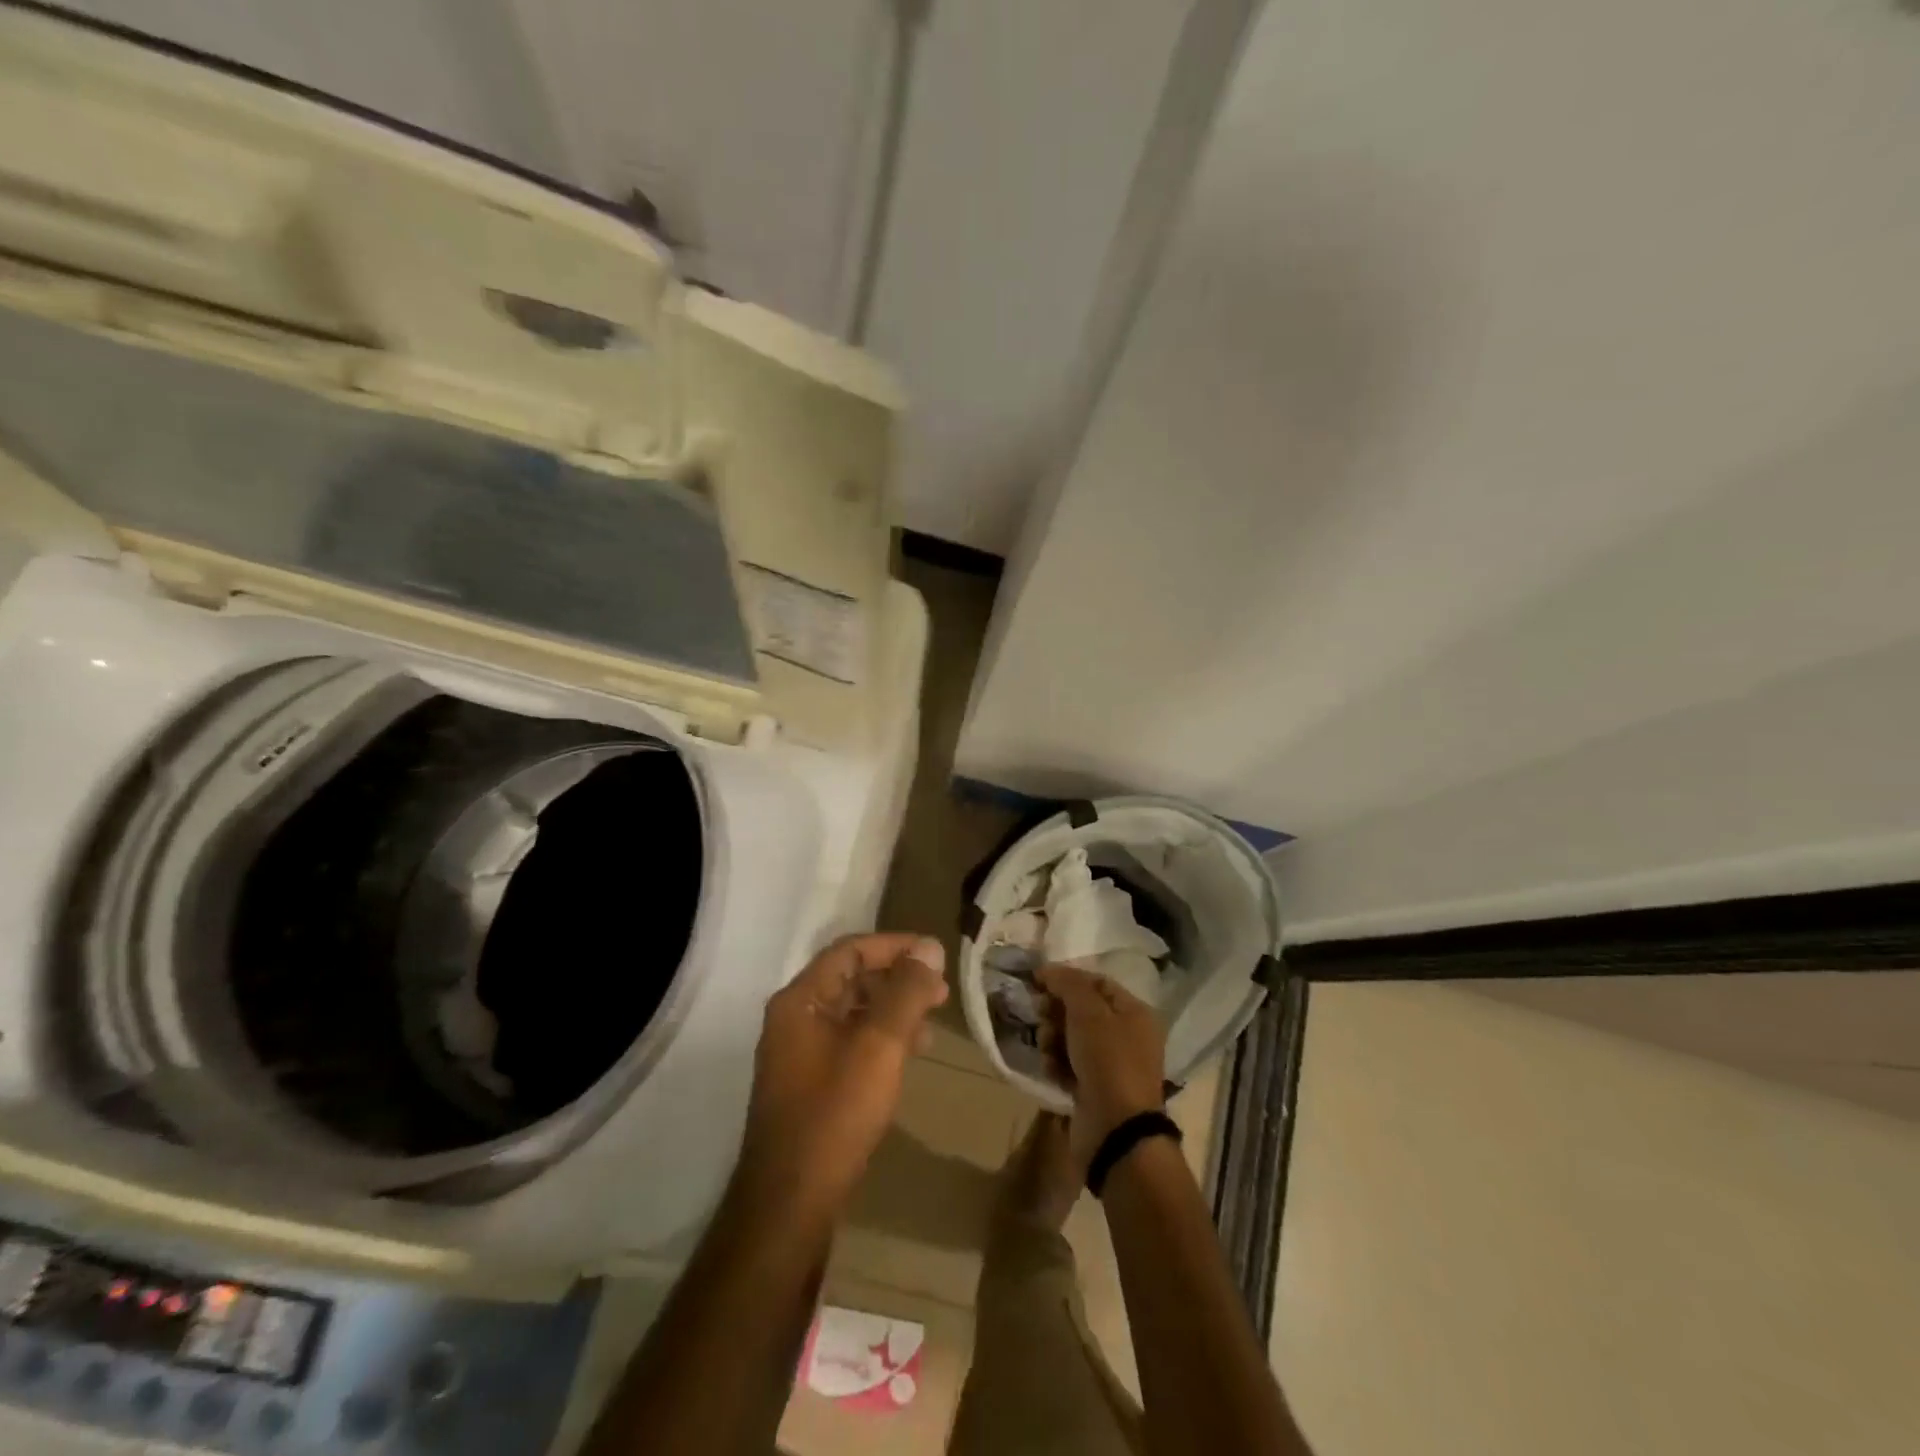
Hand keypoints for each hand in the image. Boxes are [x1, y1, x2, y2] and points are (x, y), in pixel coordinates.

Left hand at [737, 933, 948, 1210]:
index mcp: (800, 1000)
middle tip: (941, 990)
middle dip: (898, 978)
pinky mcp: (809, 1084)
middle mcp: (794, 1018)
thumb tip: (929, 949)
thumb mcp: (879, 1046)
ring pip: (853, 1012)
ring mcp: (799, 1054)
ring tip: (933, 1021)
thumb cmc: (835, 1114)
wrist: (791, 1203)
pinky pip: (849, 1042)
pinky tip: (909, 1053)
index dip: (895, 946)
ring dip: (893, 1009)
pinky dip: (881, 1038)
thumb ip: (905, 992)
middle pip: (851, 979)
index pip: (850, 951)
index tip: (936, 954)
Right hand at [1035, 963, 1166, 1171]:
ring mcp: (1110, 1065)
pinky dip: (1057, 1063)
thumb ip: (1068, 984)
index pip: (1096, 982)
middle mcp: (1126, 1036)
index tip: (1037, 981)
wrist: (1115, 1131)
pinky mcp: (1093, 1089)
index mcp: (1134, 1013)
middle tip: (1040, 1015)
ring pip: (1071, 1037)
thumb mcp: (1089, 1013)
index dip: (1067, 978)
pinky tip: (1051, 1070)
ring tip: (1047, 1048)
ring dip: (1053, 1038)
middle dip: (1056, 1011)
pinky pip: (1068, 1064)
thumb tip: (1048, 969)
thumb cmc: (1108, 1062)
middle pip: (1081, 1010)